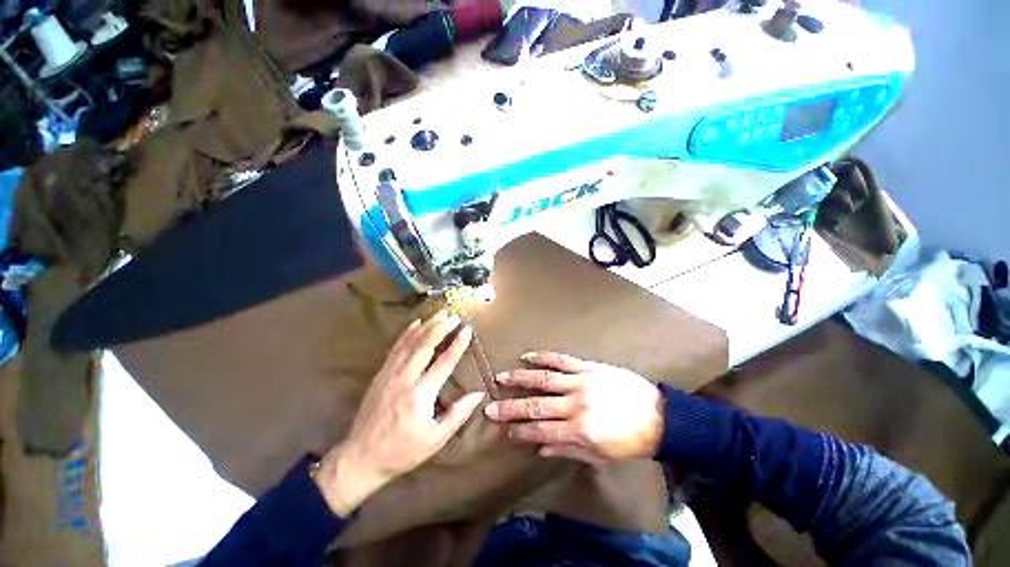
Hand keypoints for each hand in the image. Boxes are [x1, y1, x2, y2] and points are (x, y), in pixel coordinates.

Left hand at [315, 311, 484, 515]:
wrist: (361, 457)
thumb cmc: (402, 451)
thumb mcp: (435, 439)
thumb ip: (458, 415)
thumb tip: (478, 394)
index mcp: (421, 395)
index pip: (444, 363)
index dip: (457, 344)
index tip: (467, 329)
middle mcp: (405, 379)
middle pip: (425, 345)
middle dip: (441, 327)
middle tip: (454, 315)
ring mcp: (390, 374)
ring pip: (410, 343)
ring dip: (426, 326)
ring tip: (439, 314)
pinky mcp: (381, 374)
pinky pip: (395, 348)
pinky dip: (407, 333)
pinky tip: (415, 323)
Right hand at [484, 352, 663, 465]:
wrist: (659, 416)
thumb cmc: (630, 441)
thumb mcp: (601, 455)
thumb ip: (568, 450)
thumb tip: (540, 450)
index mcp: (579, 430)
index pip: (540, 431)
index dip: (520, 432)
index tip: (504, 431)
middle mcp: (575, 405)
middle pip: (536, 406)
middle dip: (511, 408)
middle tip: (490, 408)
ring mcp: (580, 382)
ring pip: (544, 379)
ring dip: (520, 378)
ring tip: (501, 377)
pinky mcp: (588, 367)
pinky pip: (562, 360)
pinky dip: (543, 357)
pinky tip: (528, 356)